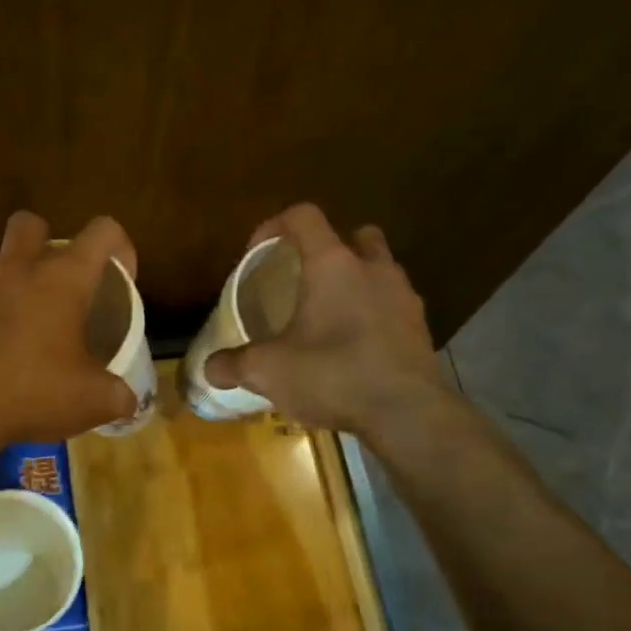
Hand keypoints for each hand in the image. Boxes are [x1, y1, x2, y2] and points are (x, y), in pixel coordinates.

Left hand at [0, 211, 139, 445]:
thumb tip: (127, 401)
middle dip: (45, 239)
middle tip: (56, 278)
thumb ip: (119, 395)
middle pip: (29, 222)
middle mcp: (17, 270)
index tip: (121, 277)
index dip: (119, 246)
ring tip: (17, 297)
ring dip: (3, 264)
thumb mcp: (94, 401)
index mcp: (62, 280)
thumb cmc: (35, 393)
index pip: (102, 232)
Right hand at [204, 204, 456, 436]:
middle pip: (356, 236)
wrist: (406, 414)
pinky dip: (374, 316)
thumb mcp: (268, 371)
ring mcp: (404, 297)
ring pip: (380, 270)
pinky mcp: (420, 328)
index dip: (275, 226)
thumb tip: (209, 368)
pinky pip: (393, 307)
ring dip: (357, 283)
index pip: (303, 216)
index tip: (257, 254)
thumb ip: (234, 364)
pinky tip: (355, 348)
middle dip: (331, 249)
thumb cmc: (333, 375)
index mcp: (333, 264)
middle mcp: (373, 269)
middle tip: (306, 280)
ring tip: (331, 317)